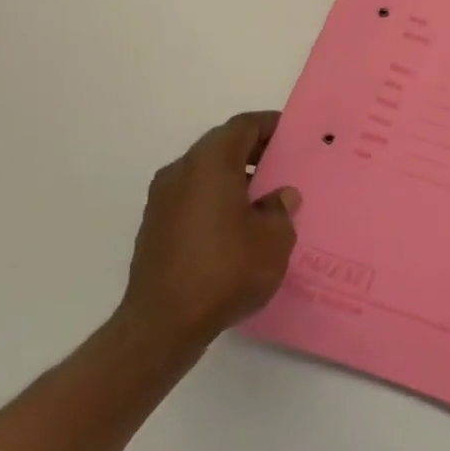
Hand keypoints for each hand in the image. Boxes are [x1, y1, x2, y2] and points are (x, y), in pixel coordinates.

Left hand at [122, 111, 300, 348]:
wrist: (162, 325)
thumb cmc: (225, 271)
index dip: (270, 125)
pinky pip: (193, 198)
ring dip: (235, 177)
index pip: (242, 126)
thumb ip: (280, 209)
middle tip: (285, 165)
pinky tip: (240, 226)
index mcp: (210, 164)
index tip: (294, 135)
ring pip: (205, 173)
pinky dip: (217, 199)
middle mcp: (180, 173)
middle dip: (254, 151)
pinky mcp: (155, 228)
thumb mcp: (274, 239)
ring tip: (266, 199)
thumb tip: (279, 196)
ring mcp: (162, 201)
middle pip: (221, 146)